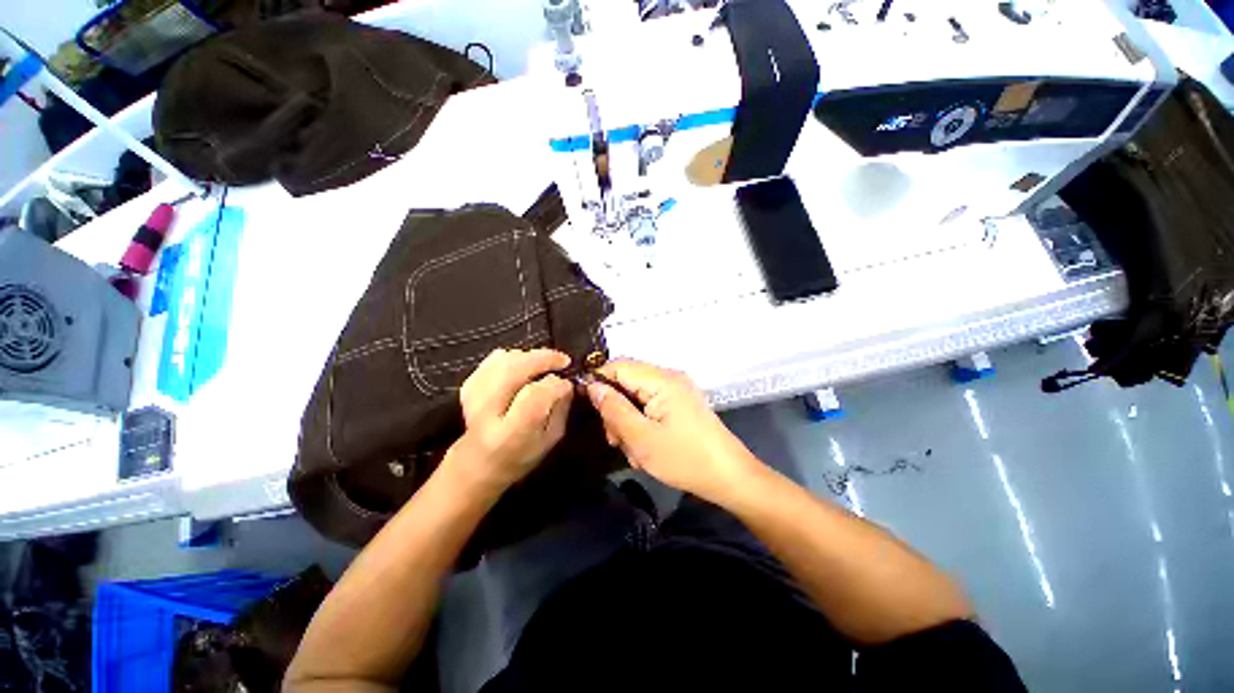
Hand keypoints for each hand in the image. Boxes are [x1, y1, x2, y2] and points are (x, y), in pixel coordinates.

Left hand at [447, 348, 573, 494]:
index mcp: (511, 434)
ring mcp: (473, 396)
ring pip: (504, 360)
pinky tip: (525, 364)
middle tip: (563, 360)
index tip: (567, 384)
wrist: (478, 462)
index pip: (534, 396)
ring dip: (530, 356)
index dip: (555, 384)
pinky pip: (493, 359)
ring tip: (546, 362)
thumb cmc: (521, 455)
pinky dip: (513, 356)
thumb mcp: (550, 439)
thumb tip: (567, 382)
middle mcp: (487, 412)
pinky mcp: (469, 385)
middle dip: (543, 359)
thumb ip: (560, 410)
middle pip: (514, 371)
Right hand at [585, 359, 758, 504]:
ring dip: (628, 421)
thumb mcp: (641, 438)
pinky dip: (643, 423)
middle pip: (628, 382)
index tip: (589, 409)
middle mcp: (670, 378)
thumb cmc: (684, 459)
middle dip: (616, 409)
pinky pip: (651, 406)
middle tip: (615, 440)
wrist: (729, 477)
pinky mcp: (681, 404)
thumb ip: (614, 409)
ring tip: (633, 450)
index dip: (599, 383)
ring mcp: (677, 391)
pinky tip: (645, 447)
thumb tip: (592, 386)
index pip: (618, 366)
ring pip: (637, 397)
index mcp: (661, 380)